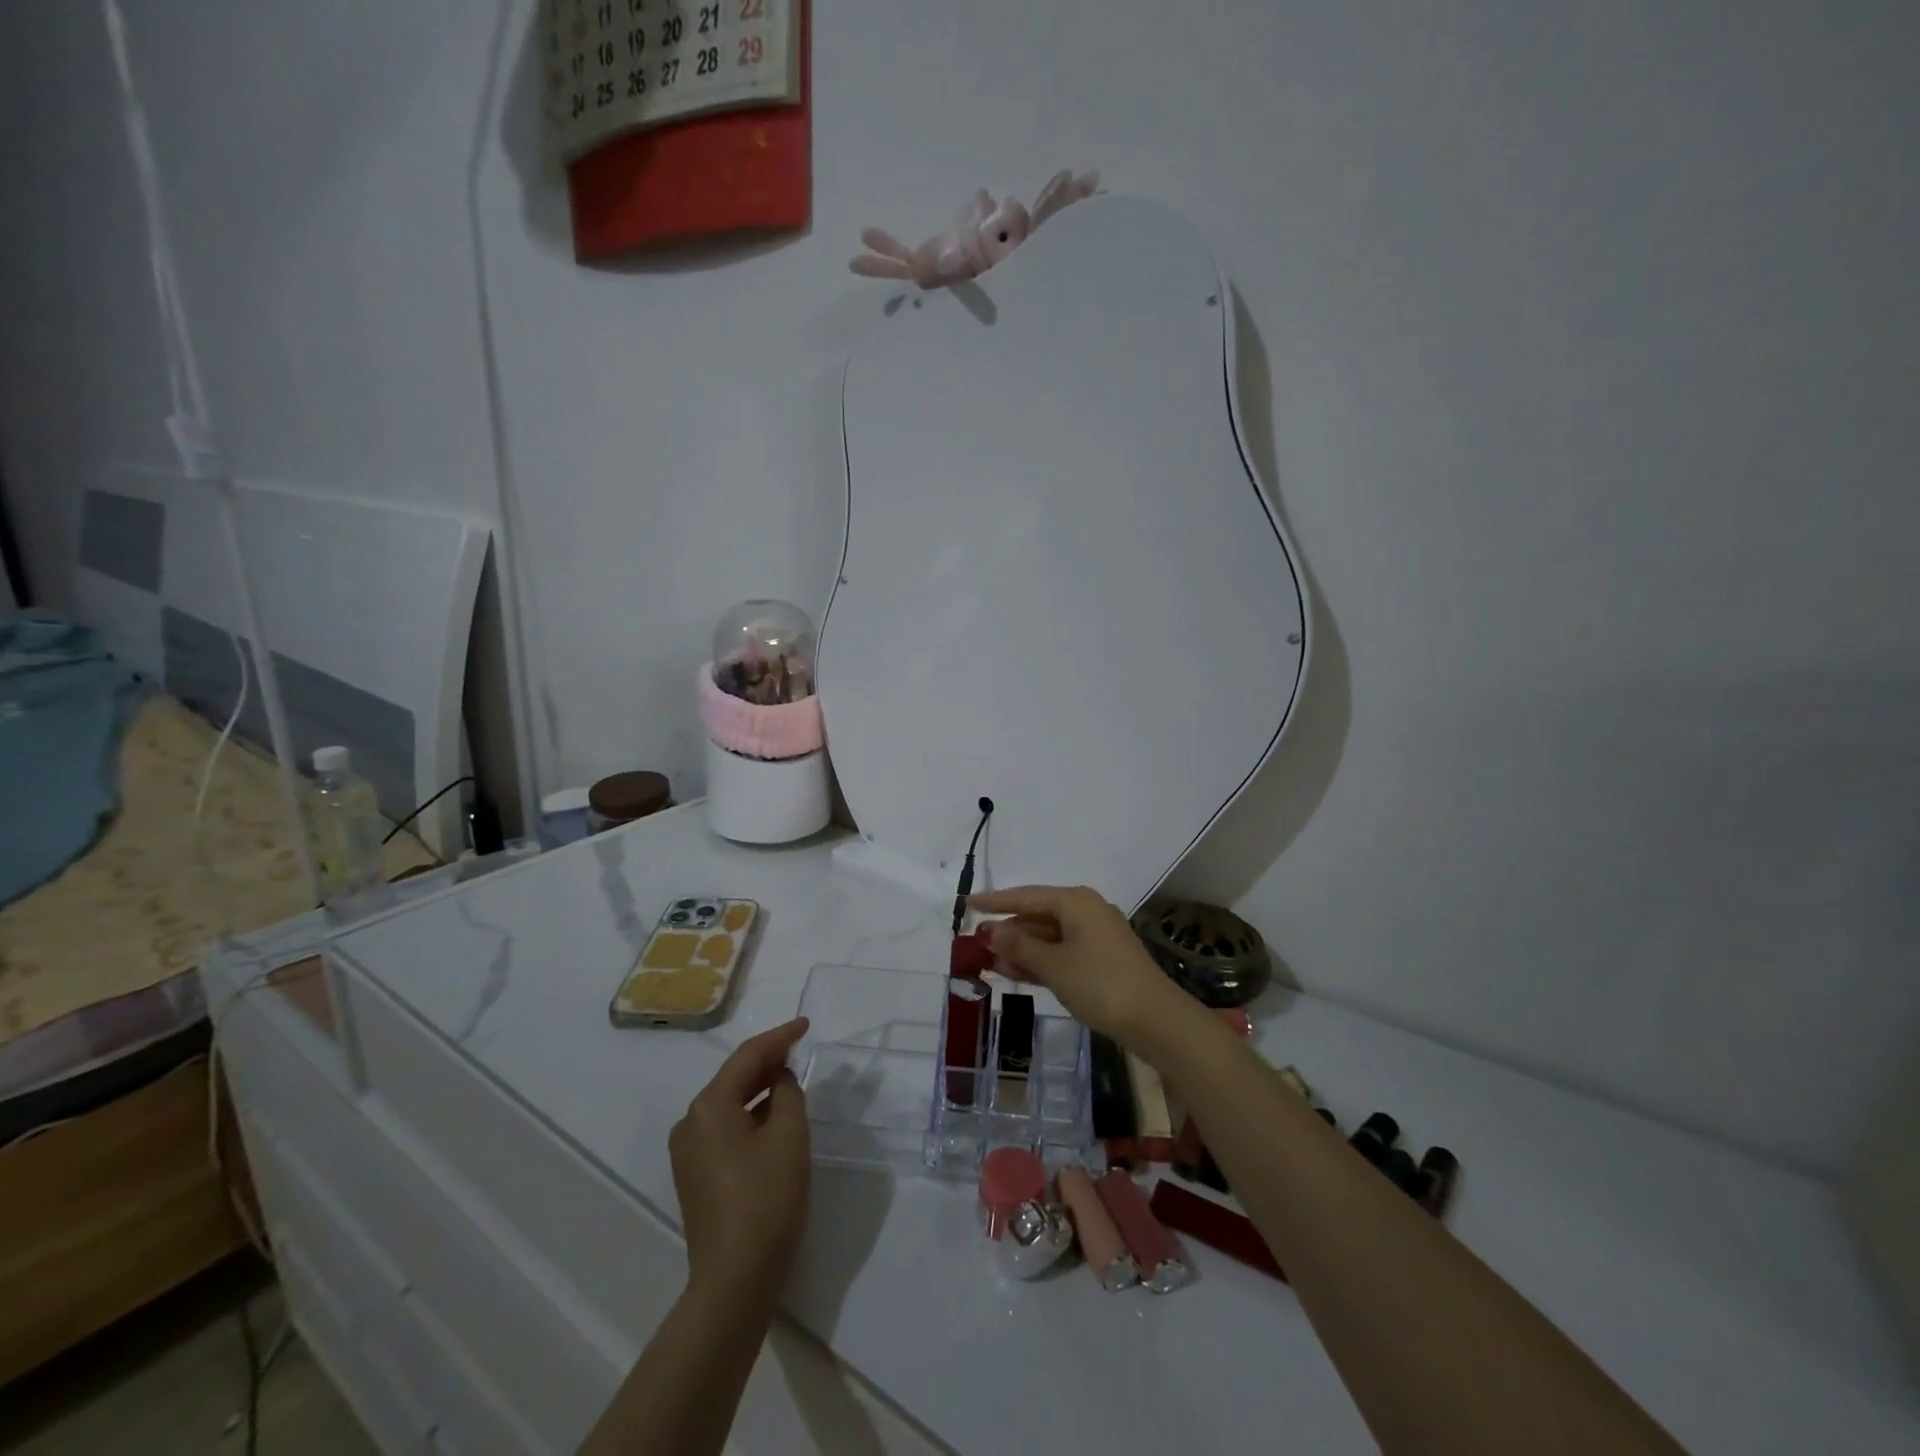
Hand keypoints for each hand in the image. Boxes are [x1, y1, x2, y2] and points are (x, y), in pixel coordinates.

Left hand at [669, 1018, 810, 1304]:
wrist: (735, 1279)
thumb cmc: (766, 1199)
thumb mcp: (789, 1135)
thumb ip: (788, 1093)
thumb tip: (780, 1080)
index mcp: (709, 1107)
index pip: (748, 1057)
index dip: (780, 1037)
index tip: (805, 1025)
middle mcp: (690, 1122)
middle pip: (734, 1078)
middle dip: (768, 1061)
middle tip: (800, 1048)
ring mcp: (688, 1151)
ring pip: (730, 1103)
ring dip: (760, 1088)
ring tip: (791, 1077)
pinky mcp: (695, 1175)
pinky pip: (725, 1127)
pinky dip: (750, 1115)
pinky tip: (773, 1116)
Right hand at [970, 886, 1180, 1044]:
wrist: (1154, 1020)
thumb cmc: (1100, 984)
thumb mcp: (1053, 965)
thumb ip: (1018, 946)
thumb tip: (988, 930)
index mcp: (1075, 902)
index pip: (1026, 896)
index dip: (994, 901)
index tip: (966, 904)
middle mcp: (1085, 911)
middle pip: (1037, 915)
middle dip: (1006, 930)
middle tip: (973, 942)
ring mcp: (1095, 936)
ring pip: (1048, 936)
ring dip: (1020, 949)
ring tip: (987, 961)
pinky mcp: (1100, 960)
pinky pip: (1060, 952)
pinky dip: (1038, 960)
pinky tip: (1014, 972)